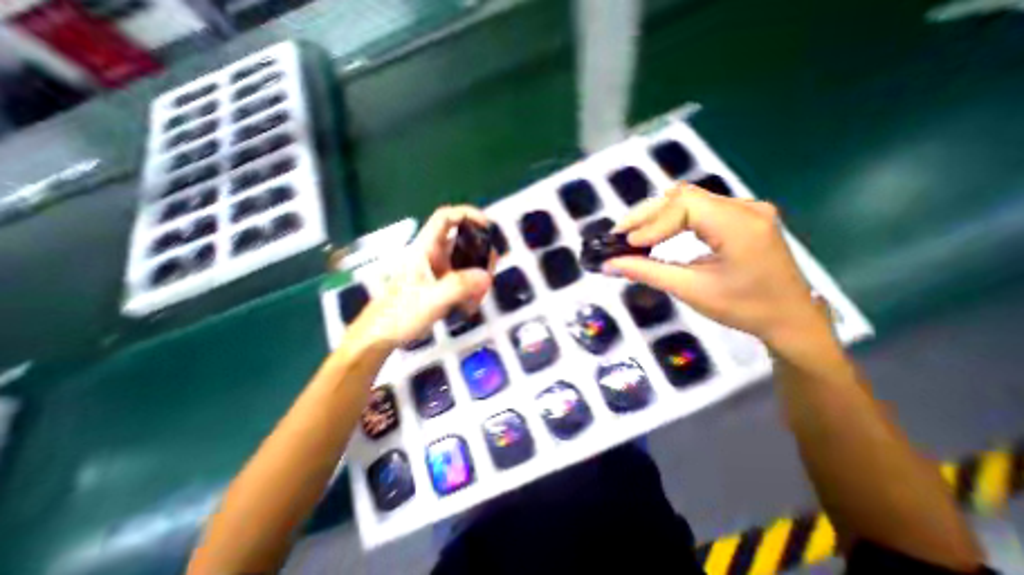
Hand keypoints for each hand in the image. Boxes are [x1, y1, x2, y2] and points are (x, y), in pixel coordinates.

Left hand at [351, 207, 493, 349]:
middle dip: (481, 253)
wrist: (381, 335)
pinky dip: (471, 291)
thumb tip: (486, 276)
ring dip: (477, 276)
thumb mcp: (431, 299)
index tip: (488, 227)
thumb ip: (459, 286)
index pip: (446, 218)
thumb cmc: (399, 314)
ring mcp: (437, 271)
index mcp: (425, 249)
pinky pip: (463, 281)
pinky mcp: (440, 286)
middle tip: (490, 269)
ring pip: (466, 263)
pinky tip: (468, 307)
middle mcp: (433, 256)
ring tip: (478, 296)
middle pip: (463, 241)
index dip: (468, 214)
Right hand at [606, 186, 830, 351]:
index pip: (684, 206)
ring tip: (633, 234)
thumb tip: (608, 265)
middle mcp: (745, 208)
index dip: (651, 222)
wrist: (790, 318)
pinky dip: (672, 219)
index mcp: (740, 225)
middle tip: (619, 234)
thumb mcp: (690, 290)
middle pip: (683, 196)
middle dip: (646, 214)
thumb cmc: (743, 308)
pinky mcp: (741, 217)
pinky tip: (658, 233)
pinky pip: (699, 208)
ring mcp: (745, 209)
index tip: (627, 244)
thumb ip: (646, 272)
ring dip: (656, 215)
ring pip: (689, 199)